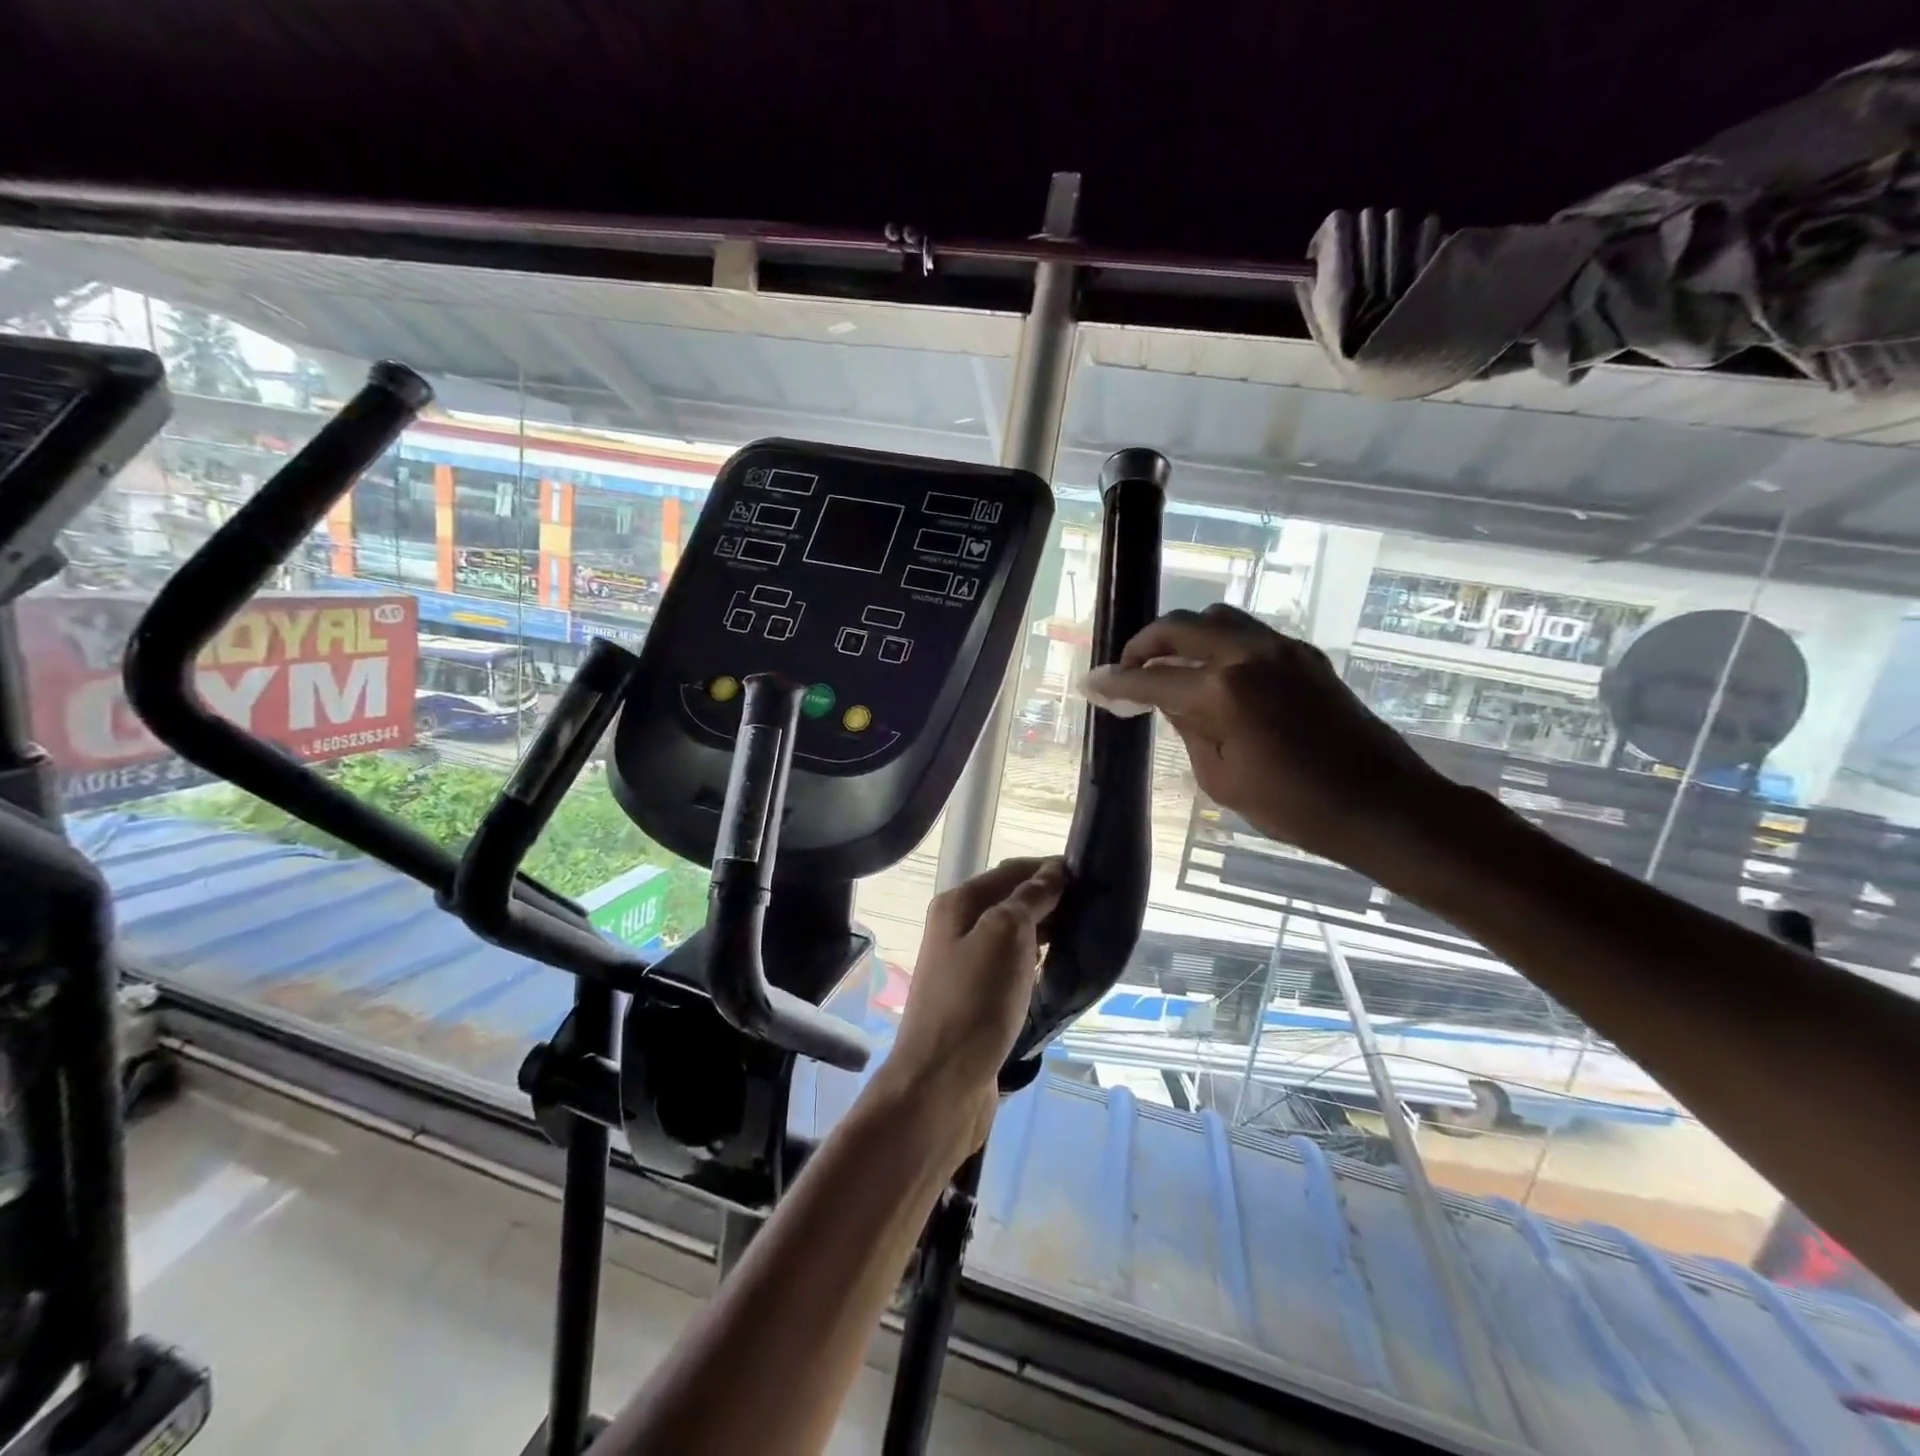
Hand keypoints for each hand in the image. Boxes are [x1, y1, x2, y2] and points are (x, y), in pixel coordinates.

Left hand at [883, 857, 1066, 1150]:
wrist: (941, 1082)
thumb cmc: (975, 1000)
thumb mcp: (1006, 936)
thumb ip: (1030, 899)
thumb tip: (1053, 872)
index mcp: (958, 904)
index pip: (1011, 872)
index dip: (1049, 869)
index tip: (1091, 875)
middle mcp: (957, 928)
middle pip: (1010, 900)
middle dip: (1050, 899)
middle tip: (1096, 907)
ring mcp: (965, 965)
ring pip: (1013, 935)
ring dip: (1045, 931)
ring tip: (1085, 934)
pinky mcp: (976, 999)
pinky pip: (1012, 967)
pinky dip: (1035, 961)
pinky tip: (1058, 968)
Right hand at [1094, 605, 1452, 866]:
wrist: (1381, 803)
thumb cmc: (1294, 806)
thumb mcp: (1221, 778)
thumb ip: (1189, 729)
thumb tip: (1170, 701)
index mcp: (1224, 691)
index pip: (1152, 680)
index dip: (1115, 683)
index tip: (1090, 684)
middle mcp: (1250, 655)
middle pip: (1181, 628)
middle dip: (1144, 645)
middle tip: (1126, 669)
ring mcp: (1282, 649)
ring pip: (1217, 618)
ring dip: (1183, 636)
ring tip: (1168, 665)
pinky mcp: (1305, 655)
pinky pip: (1248, 633)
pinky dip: (1218, 643)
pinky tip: (1213, 673)